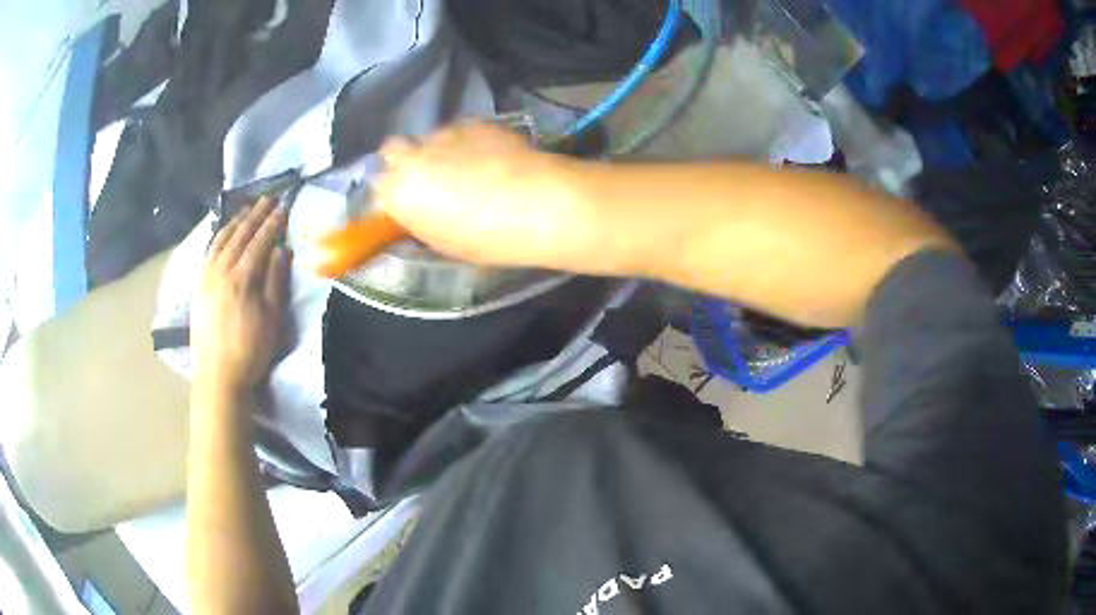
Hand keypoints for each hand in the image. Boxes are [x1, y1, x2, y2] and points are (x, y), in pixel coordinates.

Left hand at [192, 197, 290, 395]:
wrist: (218, 375)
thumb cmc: (250, 351)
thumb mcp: (271, 320)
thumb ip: (275, 282)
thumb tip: (282, 250)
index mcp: (241, 279)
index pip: (259, 242)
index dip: (272, 224)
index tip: (283, 207)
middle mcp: (221, 271)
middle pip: (239, 236)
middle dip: (254, 215)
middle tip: (267, 198)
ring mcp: (206, 277)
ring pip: (220, 240)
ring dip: (235, 221)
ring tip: (246, 208)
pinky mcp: (198, 286)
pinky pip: (208, 252)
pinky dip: (218, 236)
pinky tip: (223, 232)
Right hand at [375, 122, 598, 269]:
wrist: (537, 204)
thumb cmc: (486, 238)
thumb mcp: (443, 242)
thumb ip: (421, 220)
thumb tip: (419, 210)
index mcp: (398, 192)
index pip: (377, 184)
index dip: (392, 191)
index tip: (406, 200)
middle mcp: (413, 157)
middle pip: (393, 150)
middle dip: (404, 161)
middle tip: (429, 179)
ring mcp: (444, 135)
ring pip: (430, 139)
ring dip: (440, 151)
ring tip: (470, 169)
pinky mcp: (475, 123)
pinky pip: (461, 132)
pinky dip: (468, 143)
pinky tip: (492, 158)